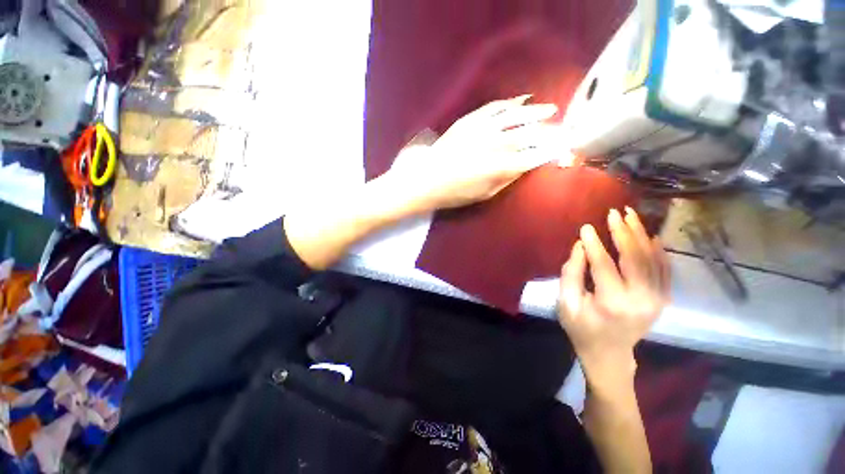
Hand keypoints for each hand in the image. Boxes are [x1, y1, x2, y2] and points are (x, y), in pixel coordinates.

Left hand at [384, 95, 560, 211]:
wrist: (425, 179)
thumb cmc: (455, 193)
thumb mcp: (485, 195)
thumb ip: (507, 179)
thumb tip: (525, 166)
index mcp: (500, 167)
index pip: (534, 155)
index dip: (551, 150)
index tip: (563, 147)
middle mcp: (495, 144)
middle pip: (529, 133)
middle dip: (548, 129)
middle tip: (561, 127)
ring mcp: (481, 128)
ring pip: (515, 115)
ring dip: (535, 111)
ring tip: (550, 109)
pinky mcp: (469, 120)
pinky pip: (494, 107)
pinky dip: (510, 103)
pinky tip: (521, 100)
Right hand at [558, 207, 669, 392]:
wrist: (609, 353)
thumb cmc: (581, 328)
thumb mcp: (566, 303)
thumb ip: (571, 273)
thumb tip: (581, 246)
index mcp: (612, 302)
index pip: (604, 265)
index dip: (595, 244)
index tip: (587, 226)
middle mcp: (640, 299)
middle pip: (635, 257)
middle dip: (623, 232)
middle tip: (614, 213)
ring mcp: (656, 300)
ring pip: (652, 259)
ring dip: (642, 235)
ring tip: (632, 216)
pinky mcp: (662, 299)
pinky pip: (664, 270)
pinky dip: (659, 251)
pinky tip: (651, 236)